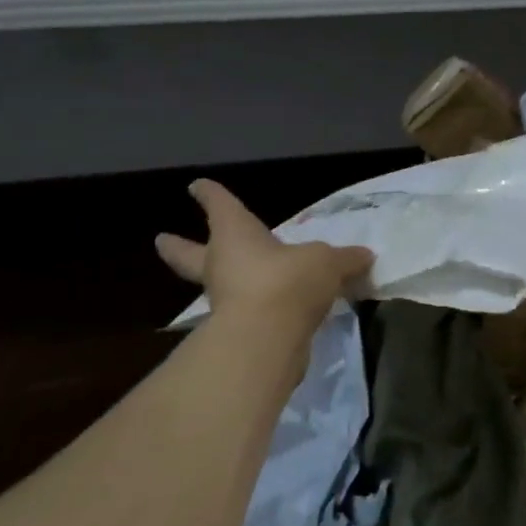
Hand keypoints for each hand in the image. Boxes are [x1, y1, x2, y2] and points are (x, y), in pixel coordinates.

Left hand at [156, 180, 371, 368]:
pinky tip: (274, 312)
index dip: (211, 195)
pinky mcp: (235, 332)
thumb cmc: (288, 280)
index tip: (196, 186)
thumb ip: (345, 259)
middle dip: (177, 247)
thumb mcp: (328, 262)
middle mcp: (222, 264)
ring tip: (236, 278)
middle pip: (190, 253)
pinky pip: (245, 313)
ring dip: (221, 281)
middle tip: (161, 239)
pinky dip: (256, 309)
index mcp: (236, 235)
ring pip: (217, 285)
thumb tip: (364, 256)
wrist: (267, 339)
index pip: (220, 206)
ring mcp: (224, 300)